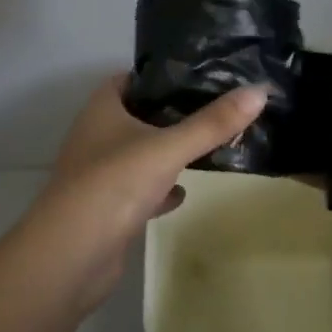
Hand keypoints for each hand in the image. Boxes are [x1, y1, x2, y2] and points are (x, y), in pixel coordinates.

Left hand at [24, 74, 267, 312]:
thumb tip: (259, 90)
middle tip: (213, 110)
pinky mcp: (106, 209)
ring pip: (139, 155)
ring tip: (206, 146)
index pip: (130, 79)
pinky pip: (138, 190)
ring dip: (166, 153)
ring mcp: (99, 175)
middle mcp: (96, 136)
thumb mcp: (169, 148)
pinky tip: (182, 194)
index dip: (159, 75)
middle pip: (136, 116)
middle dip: (170, 115)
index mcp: (102, 110)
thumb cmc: (115, 184)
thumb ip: (213, 122)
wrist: (71, 256)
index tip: (197, 75)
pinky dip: (159, 190)